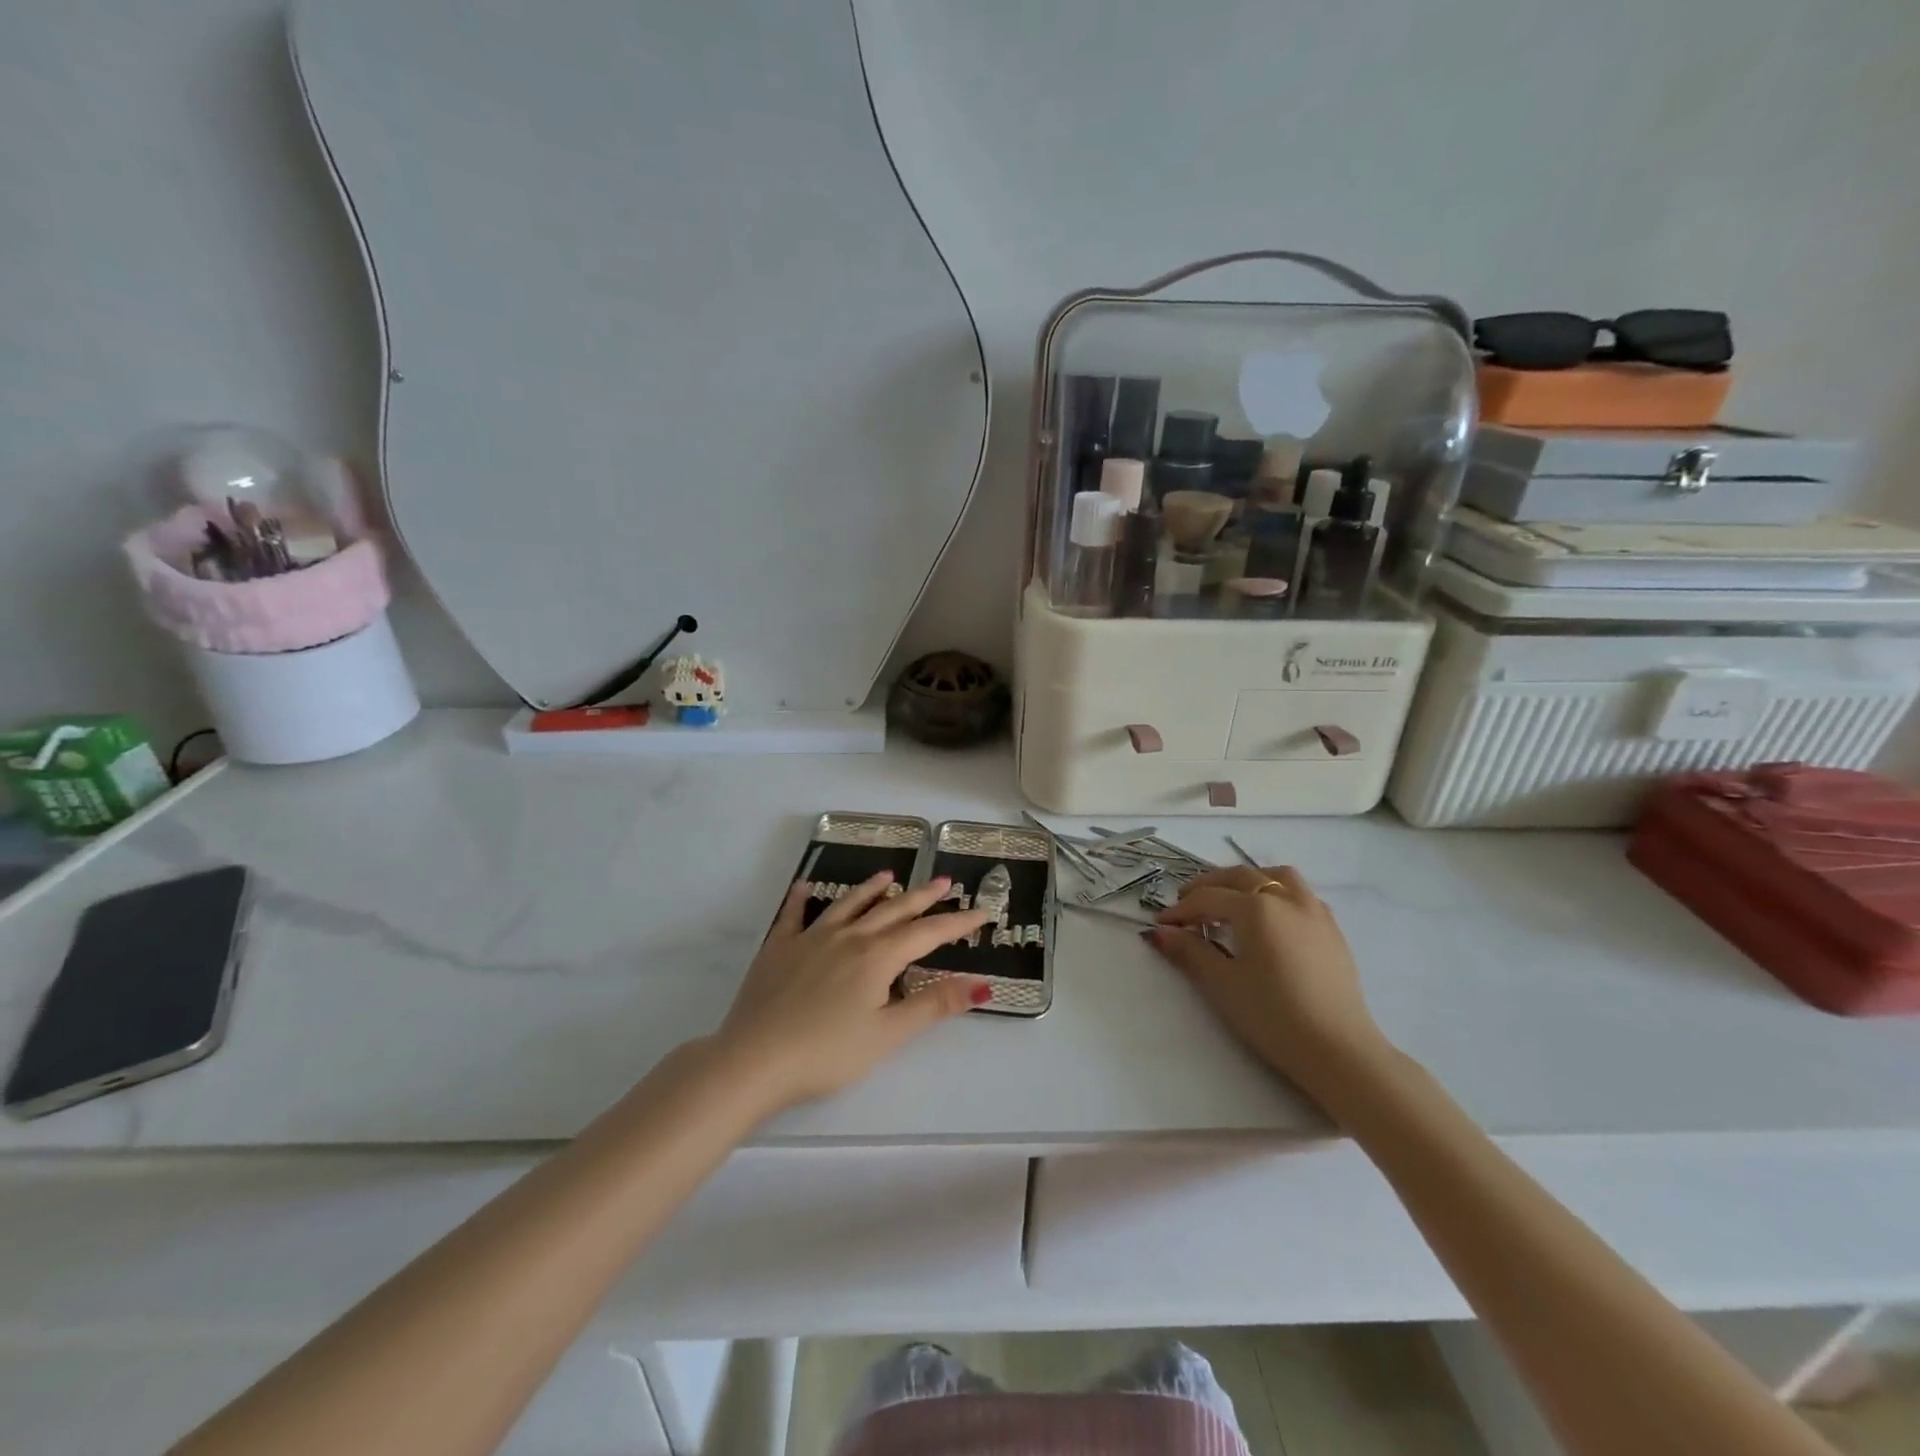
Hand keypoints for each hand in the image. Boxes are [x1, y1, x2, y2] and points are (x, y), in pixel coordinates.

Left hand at [713, 872, 994, 1113]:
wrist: (753, 1060)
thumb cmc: (827, 1053)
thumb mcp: (887, 1034)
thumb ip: (933, 1005)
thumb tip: (982, 983)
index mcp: (877, 957)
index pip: (927, 933)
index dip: (957, 922)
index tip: (981, 912)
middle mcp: (847, 937)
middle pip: (891, 910)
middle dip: (921, 896)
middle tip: (943, 881)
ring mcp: (810, 939)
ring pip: (848, 905)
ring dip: (871, 889)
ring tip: (888, 875)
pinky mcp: (778, 949)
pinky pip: (793, 915)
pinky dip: (801, 898)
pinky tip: (804, 886)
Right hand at [1146, 864, 1388, 1102]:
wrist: (1338, 1051)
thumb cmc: (1273, 1016)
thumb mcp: (1222, 984)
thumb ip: (1190, 951)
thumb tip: (1160, 932)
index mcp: (1257, 908)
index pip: (1208, 899)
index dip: (1181, 910)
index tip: (1161, 924)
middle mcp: (1287, 899)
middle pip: (1240, 877)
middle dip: (1209, 886)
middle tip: (1186, 903)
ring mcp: (1315, 912)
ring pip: (1277, 877)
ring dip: (1248, 880)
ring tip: (1231, 899)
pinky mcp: (1333, 931)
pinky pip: (1300, 894)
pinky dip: (1276, 893)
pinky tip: (1269, 920)